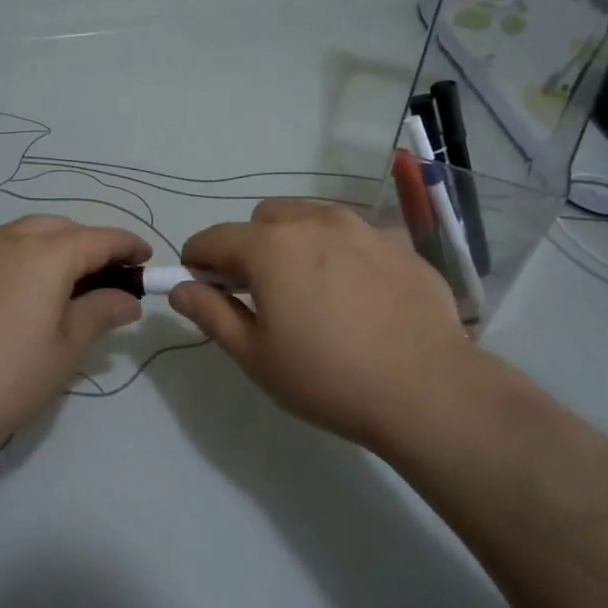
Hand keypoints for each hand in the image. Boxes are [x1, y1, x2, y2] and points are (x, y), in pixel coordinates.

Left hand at [0, 215, 150, 465]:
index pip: (99, 237)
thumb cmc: (4, 378)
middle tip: (110, 280)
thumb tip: (128, 298)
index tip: (148, 261)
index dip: (128, 246)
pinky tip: (27, 294)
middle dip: (91, 246)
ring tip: (70, 288)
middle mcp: (8, 237)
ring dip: (56, 249)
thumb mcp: (65, 350)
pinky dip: (25, 258)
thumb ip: (101, 312)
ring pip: (28, 234)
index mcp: (45, 252)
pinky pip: (1, 249)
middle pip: (62, 229)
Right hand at [170, 199, 478, 454]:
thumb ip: (210, 313)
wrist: (427, 389)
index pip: (213, 238)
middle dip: (249, 246)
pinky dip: (340, 252)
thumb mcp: (254, 355)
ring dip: (295, 241)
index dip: (197, 260)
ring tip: (310, 289)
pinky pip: (354, 236)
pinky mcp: (400, 244)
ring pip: (311, 217)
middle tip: (260, 293)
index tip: (200, 287)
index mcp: (270, 246)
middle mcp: (314, 221)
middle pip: (264, 218)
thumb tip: (179, 287)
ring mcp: (362, 228)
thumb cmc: (327, 377)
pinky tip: (357, 295)